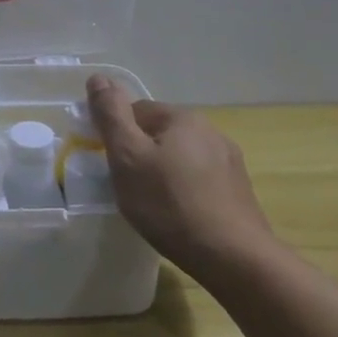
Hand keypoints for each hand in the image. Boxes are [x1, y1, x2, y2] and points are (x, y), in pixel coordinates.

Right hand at [85, 75, 274, 282]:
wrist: (234, 258)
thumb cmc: (170, 204)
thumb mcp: (127, 157)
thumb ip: (111, 115)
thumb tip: (99, 77)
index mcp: (183, 118)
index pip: (135, 111)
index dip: (116, 135)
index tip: (108, 163)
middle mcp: (211, 131)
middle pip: (159, 133)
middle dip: (139, 154)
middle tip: (126, 186)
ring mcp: (229, 162)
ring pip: (180, 158)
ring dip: (162, 172)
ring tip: (151, 204)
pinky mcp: (238, 191)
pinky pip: (198, 180)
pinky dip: (183, 191)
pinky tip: (178, 215)